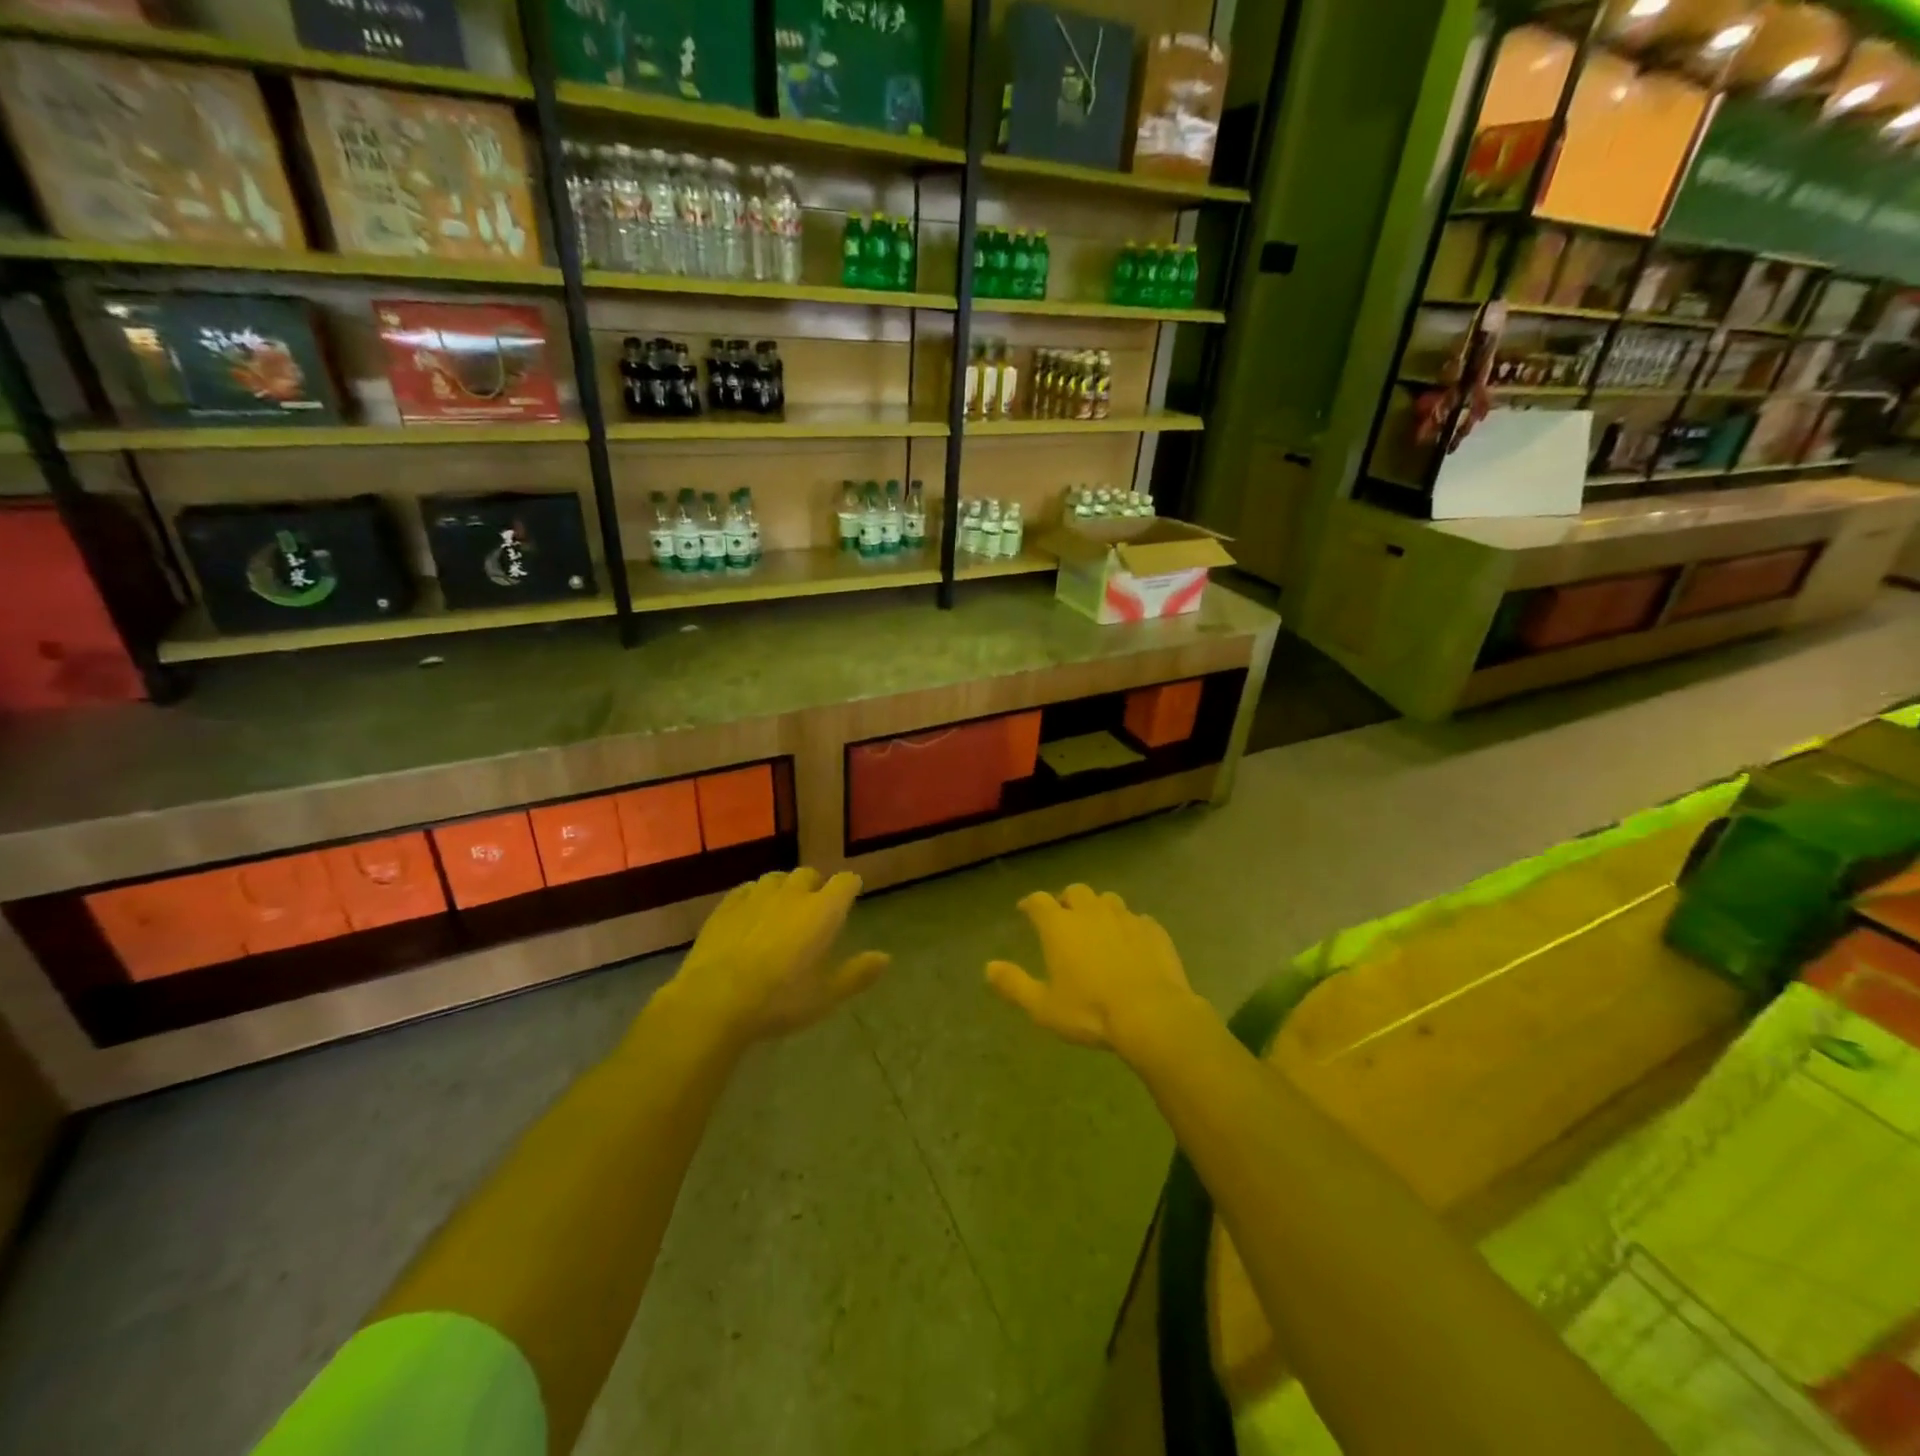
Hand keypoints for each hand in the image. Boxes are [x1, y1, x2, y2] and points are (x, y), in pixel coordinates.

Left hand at [666, 868, 888, 1042]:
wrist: (715, 999)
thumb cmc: (779, 999)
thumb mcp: (826, 995)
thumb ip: (857, 973)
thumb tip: (886, 957)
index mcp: (823, 910)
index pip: (846, 881)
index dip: (850, 887)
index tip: (850, 897)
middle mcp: (793, 893)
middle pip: (810, 874)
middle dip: (816, 886)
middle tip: (814, 909)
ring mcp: (756, 896)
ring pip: (776, 878)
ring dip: (784, 889)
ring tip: (782, 910)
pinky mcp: (726, 905)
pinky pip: (747, 890)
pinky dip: (754, 897)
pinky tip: (750, 915)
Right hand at [986, 884, 1199, 1057]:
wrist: (1151, 1014)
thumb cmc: (1090, 1012)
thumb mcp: (1043, 1007)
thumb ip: (1014, 984)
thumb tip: (988, 968)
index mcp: (1060, 926)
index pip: (1038, 901)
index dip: (1030, 903)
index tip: (1025, 910)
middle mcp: (1091, 912)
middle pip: (1075, 892)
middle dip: (1067, 900)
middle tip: (1064, 917)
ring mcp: (1125, 918)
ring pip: (1108, 900)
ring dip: (1098, 908)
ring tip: (1098, 926)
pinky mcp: (1153, 929)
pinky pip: (1137, 919)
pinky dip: (1129, 926)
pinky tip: (1131, 942)